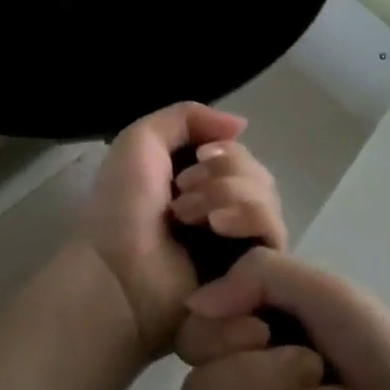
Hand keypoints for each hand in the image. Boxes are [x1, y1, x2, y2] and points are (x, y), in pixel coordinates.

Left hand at [74, 102, 287, 362]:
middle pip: (257, 173)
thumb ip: (188, 116)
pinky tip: (218, 225)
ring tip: (188, 215)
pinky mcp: (254, 273)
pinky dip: (249, 216)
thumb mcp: (141, 140)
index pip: (239, 155)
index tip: (199, 157)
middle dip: (226, 173)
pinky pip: (273, 230)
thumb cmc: (120, 208)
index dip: (226, 151)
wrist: (116, 273)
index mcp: (198, 184)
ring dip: (229, 194)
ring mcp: (239, 243)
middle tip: (182, 191)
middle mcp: (222, 210)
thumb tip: (241, 125)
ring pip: (267, 197)